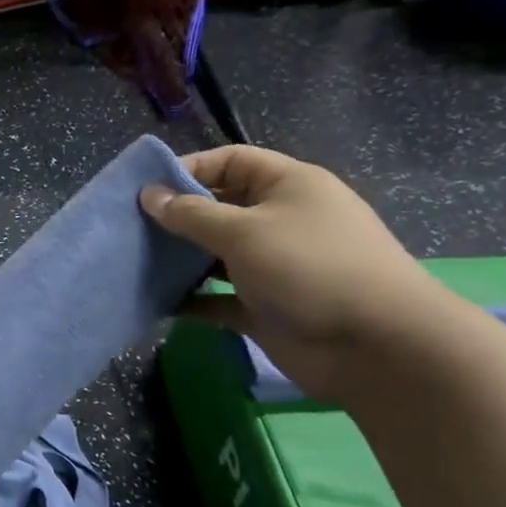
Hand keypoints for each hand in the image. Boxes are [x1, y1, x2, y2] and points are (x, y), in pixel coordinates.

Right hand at [140, 145, 441, 402]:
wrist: (375, 345)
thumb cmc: (309, 268)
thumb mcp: (244, 232)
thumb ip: (191, 214)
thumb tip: (149, 196)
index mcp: (288, 186)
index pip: (232, 161)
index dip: (190, 168)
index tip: (145, 188)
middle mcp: (280, 221)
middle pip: (219, 208)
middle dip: (177, 217)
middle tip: (130, 229)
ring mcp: (273, 266)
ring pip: (215, 255)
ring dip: (180, 261)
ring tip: (136, 265)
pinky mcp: (265, 307)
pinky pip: (219, 297)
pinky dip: (192, 300)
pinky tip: (159, 303)